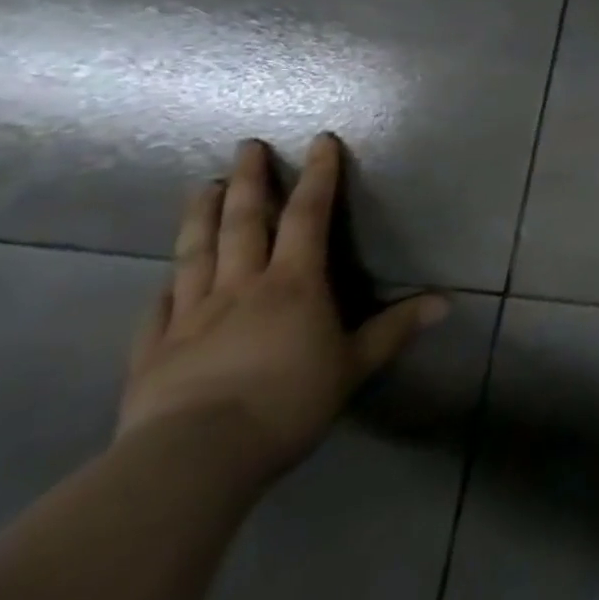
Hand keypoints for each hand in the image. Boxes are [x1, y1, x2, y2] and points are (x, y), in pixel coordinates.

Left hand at [117, 135, 447, 481]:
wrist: (193, 458)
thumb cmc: (288, 402)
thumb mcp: (354, 365)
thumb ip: (395, 329)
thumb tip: (446, 302)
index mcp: (293, 283)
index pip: (309, 216)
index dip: (318, 176)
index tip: (319, 141)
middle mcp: (241, 287)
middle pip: (244, 223)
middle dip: (251, 180)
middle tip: (246, 146)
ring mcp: (190, 316)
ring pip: (196, 253)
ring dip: (201, 216)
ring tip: (205, 186)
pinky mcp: (152, 352)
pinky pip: (158, 309)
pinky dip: (165, 286)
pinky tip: (164, 279)